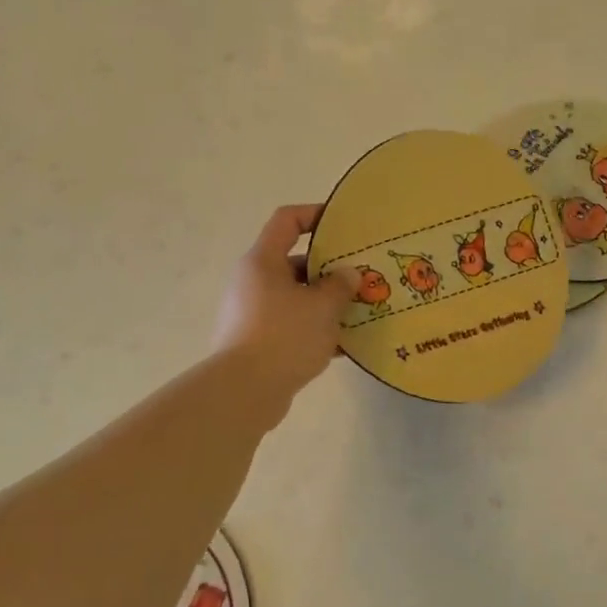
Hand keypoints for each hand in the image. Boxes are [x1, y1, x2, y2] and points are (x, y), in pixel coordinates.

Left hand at [211, 204, 356, 419]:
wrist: (244, 392)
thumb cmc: (284, 336)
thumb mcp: (322, 307)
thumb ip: (340, 285)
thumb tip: (348, 274)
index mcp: (263, 261)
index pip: (287, 221)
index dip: (315, 215)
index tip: (343, 223)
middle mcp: (253, 282)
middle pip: (295, 263)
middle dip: (330, 269)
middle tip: (362, 276)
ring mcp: (252, 314)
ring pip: (296, 298)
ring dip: (326, 303)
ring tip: (359, 311)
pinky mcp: (257, 343)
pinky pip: (292, 326)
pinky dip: (315, 330)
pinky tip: (344, 345)